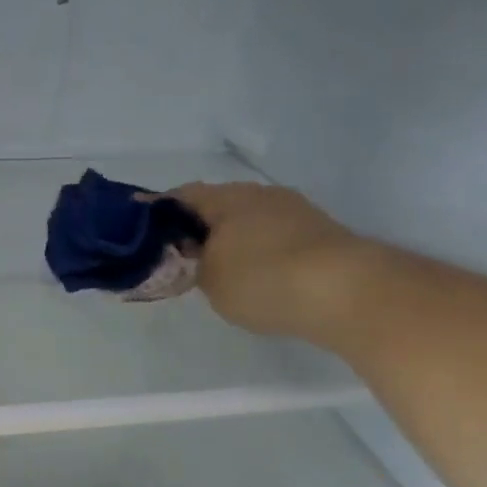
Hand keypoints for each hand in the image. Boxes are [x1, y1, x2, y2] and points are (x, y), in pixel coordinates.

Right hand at [166, 182, 381, 343]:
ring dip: (229, 240)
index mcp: (226, 198)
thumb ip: (191, 264)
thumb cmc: (262, 279)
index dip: (156, 213)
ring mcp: (295, 211)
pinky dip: (257, 252)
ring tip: (215, 270)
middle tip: (177, 256)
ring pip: (248, 221)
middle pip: (217, 206)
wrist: (347, 292)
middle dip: (196, 228)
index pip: (180, 196)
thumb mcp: (209, 279)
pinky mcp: (320, 233)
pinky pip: (273, 237)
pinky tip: (253, 277)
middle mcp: (260, 194)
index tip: (140, 231)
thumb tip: (192, 255)